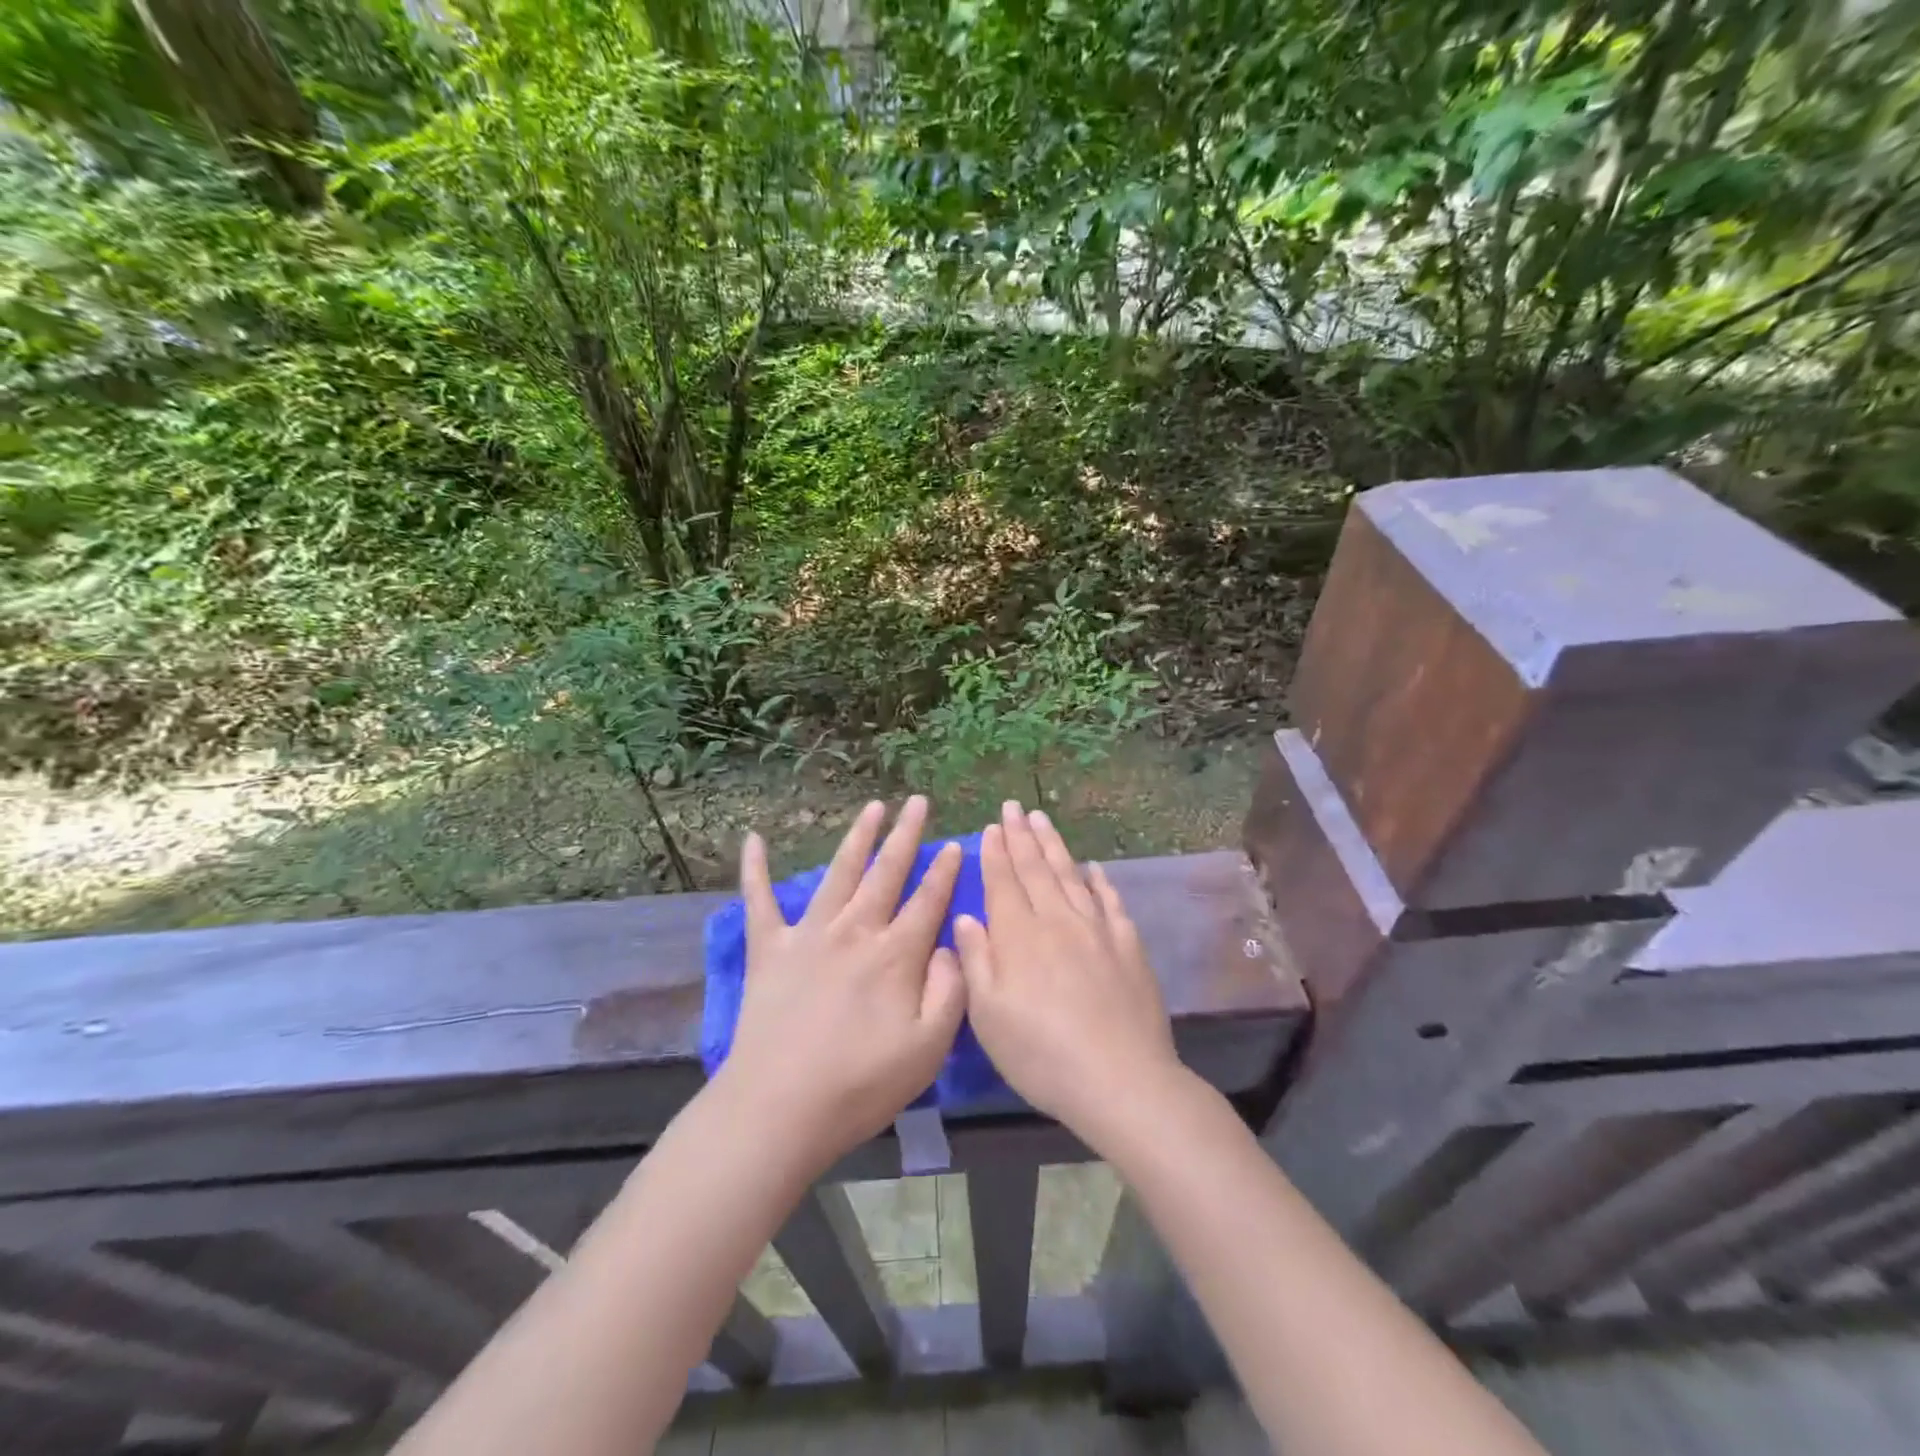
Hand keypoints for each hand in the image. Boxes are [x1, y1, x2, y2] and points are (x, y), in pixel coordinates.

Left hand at [718, 796, 965, 1173]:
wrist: (779, 1109)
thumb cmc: (861, 1085)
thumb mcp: (928, 1048)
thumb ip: (950, 991)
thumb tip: (951, 945)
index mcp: (895, 955)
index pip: (928, 900)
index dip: (945, 871)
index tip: (956, 843)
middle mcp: (854, 931)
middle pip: (886, 872)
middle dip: (906, 835)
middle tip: (918, 802)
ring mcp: (808, 935)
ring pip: (839, 872)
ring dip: (858, 837)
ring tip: (873, 807)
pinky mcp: (769, 949)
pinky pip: (760, 900)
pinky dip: (755, 869)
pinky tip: (754, 838)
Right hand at [955, 802, 1185, 1148]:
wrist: (1121, 1080)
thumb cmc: (1041, 1054)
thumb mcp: (989, 1016)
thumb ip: (976, 960)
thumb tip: (965, 916)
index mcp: (1020, 937)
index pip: (1004, 882)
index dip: (995, 853)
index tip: (991, 826)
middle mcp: (1058, 921)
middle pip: (1036, 869)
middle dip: (1021, 836)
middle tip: (1013, 807)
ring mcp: (1097, 931)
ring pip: (1070, 876)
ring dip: (1055, 846)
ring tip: (1043, 819)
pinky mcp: (1128, 947)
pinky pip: (1110, 902)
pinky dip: (1099, 881)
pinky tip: (1093, 868)